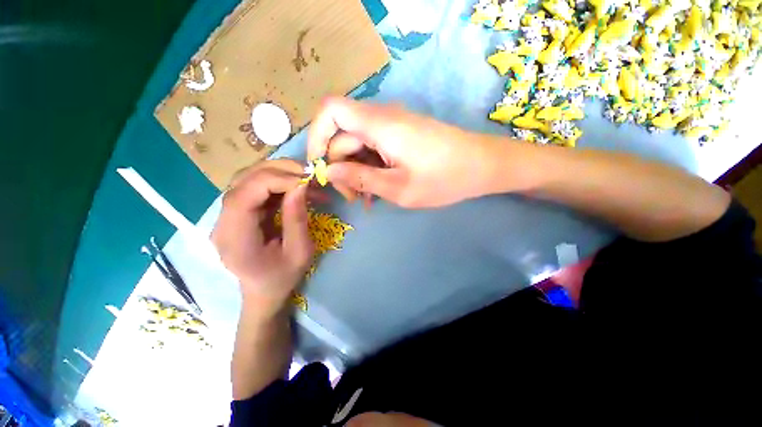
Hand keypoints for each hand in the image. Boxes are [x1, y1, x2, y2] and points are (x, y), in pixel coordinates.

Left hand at [212, 160, 313, 316]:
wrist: (264, 292)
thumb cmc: (283, 277)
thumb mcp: (299, 252)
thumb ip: (297, 219)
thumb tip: (300, 185)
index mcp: (234, 239)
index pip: (243, 195)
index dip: (274, 180)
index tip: (305, 181)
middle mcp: (223, 222)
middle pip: (243, 181)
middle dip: (279, 171)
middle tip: (309, 174)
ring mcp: (228, 215)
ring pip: (248, 179)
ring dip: (279, 173)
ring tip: (305, 178)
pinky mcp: (239, 212)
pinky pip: (256, 188)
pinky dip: (278, 182)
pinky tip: (296, 187)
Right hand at [307, 97, 505, 207]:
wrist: (482, 166)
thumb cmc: (444, 179)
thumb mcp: (398, 188)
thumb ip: (361, 178)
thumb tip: (329, 172)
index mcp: (380, 124)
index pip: (330, 110)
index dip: (316, 136)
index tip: (320, 168)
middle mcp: (382, 117)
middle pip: (343, 134)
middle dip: (340, 167)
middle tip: (353, 197)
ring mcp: (392, 125)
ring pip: (358, 144)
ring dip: (356, 171)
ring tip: (367, 198)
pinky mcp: (401, 134)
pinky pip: (374, 147)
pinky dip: (369, 167)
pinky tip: (378, 189)